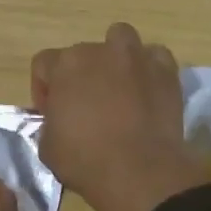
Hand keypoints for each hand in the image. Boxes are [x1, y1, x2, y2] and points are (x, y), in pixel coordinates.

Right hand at [31, 22, 210, 210]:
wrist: (139, 171)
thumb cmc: (85, 160)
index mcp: (65, 65)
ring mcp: (135, 58)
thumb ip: (50, 122)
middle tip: (85, 106)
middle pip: (82, 54)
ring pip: (121, 39)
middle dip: (80, 76)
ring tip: (118, 86)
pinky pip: (155, 57)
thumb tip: (59, 120)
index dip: (44, 89)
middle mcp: (99, 52)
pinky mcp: (166, 72)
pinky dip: (149, 68)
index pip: (44, 63)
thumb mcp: (47, 146)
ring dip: (115, 58)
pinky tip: (146, 89)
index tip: (50, 113)